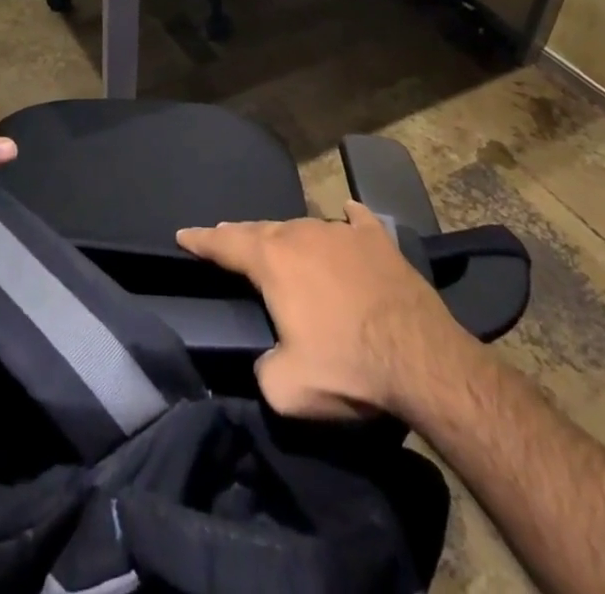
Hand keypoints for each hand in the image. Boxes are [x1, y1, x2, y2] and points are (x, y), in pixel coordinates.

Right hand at [177, 201, 481, 421]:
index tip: (182, 234)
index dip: (200, 240)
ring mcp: (341, 232)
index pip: (224, 244)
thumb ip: (262, 369)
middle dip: (241, 235)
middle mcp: (300, 234)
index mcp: (272, 261)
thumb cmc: (347, 368)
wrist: (421, 360)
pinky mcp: (378, 241)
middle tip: (227, 237)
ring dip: (288, 236)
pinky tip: (347, 214)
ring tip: (282, 242)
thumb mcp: (287, 389)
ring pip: (303, 227)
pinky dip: (347, 219)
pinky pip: (355, 221)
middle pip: (261, 230)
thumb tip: (266, 359)